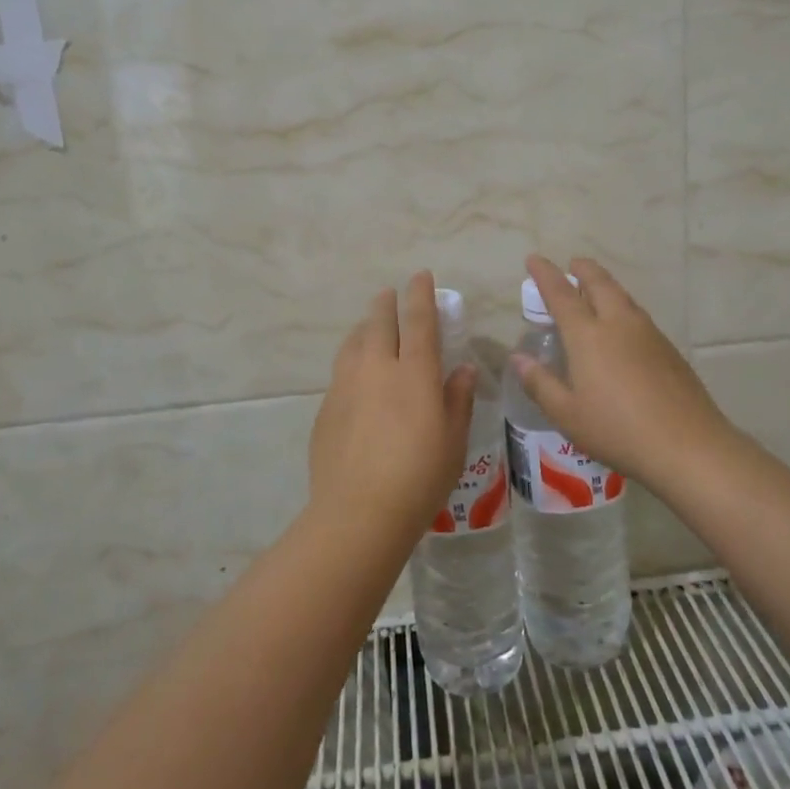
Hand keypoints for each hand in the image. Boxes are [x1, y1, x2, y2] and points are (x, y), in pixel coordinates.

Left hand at [308, 271, 478, 531]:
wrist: (359, 512)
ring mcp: (346, 385)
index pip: (418, 320)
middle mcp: (377, 368)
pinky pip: (341, 370)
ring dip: (365, 328)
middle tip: (390, 295)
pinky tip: (356, 376)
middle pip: (380, 322)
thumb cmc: (420, 478)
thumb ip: (457, 399)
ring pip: (354, 341)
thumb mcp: (453, 441)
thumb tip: (463, 370)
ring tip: (370, 327)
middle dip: (387, 303)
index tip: (420, 276)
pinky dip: (352, 359)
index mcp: (415, 373)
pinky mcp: (326, 406)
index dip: (420, 295)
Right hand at [511, 254, 738, 485]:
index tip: (534, 259)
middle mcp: (618, 323)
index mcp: (588, 335)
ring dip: (605, 285)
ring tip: (594, 289)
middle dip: (582, 270)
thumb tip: (519, 358)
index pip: (561, 294)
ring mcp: (648, 333)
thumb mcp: (567, 414)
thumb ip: (540, 383)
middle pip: (599, 283)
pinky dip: (622, 307)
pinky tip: (622, 327)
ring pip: (622, 296)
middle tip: (571, 265)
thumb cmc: (617, 430)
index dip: (545, 274)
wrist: (688, 446)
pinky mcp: (668, 349)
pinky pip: (638, 315)